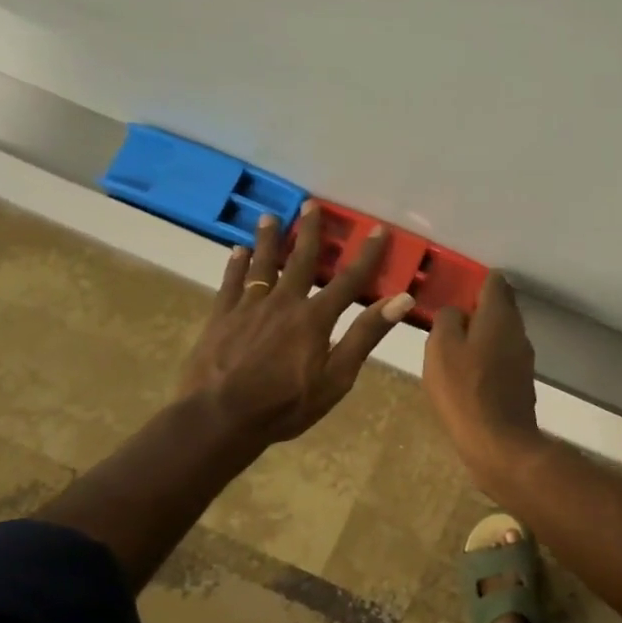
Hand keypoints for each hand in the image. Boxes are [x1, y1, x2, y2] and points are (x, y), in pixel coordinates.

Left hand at [179, 204, 413, 447]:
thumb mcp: (337, 377)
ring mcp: (248, 308)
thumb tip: (401, 299)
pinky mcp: (221, 318)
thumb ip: (365, 335)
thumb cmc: (286, 405)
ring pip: (262, 265)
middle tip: (312, 204)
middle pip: (300, 260)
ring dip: (268, 240)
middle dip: (310, 232)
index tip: (378, 229)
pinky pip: (231, 283)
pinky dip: (236, 265)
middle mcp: (283, 302)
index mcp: (315, 318)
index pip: (349, 280)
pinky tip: (237, 251)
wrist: (220, 418)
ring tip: (269, 217)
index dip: (366, 255)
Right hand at [423, 272, 545, 491]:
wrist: (498, 442)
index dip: (475, 280)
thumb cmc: (464, 389)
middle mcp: (517, 331)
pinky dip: (487, 357)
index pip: (494, 281)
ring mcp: (523, 358)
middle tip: (449, 316)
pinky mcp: (520, 382)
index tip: (454, 287)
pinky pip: (502, 358)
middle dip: (478, 306)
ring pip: (502, 333)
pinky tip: (468, 371)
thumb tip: (456, 313)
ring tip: (454, 344)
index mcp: (499, 315)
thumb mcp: (441, 347)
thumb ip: (446, 320)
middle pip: (501, 307)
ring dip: (482, 334)